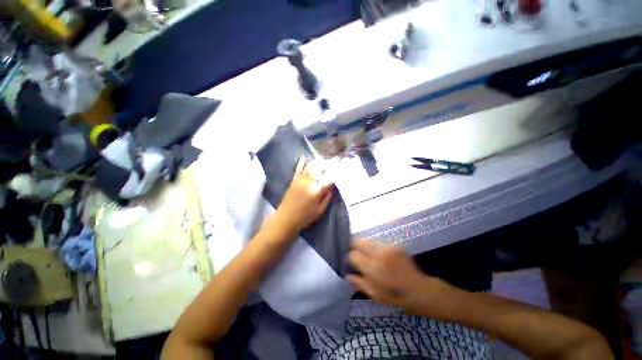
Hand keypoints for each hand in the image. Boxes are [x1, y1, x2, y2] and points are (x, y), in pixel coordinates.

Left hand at [269, 156, 333, 237]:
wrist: (285, 219)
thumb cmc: (305, 217)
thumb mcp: (320, 211)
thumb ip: (326, 198)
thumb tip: (331, 188)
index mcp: (316, 191)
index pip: (328, 180)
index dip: (333, 175)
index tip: (337, 172)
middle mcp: (308, 183)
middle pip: (318, 170)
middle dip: (324, 164)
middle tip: (329, 162)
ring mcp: (300, 180)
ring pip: (309, 167)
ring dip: (315, 161)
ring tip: (320, 158)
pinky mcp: (293, 181)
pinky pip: (298, 169)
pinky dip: (301, 162)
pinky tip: (304, 157)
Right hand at [347, 239, 454, 316]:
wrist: (421, 291)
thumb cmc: (397, 297)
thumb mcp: (376, 296)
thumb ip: (359, 283)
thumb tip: (347, 274)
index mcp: (374, 269)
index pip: (353, 255)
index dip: (349, 258)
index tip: (350, 262)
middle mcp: (380, 254)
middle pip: (358, 241)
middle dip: (354, 247)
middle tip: (355, 255)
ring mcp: (388, 248)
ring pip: (367, 240)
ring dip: (364, 247)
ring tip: (366, 256)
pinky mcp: (394, 245)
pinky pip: (378, 243)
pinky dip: (374, 248)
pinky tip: (377, 256)